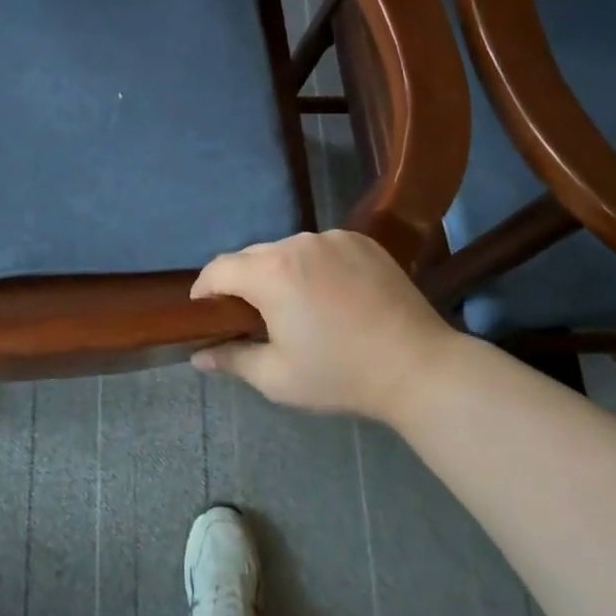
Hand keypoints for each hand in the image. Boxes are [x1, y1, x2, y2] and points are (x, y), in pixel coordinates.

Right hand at [189, 231, 458, 421]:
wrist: (419, 367)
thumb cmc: (341, 375)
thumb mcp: (277, 378)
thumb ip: (232, 359)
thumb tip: (197, 356)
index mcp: (272, 273)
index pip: (219, 269)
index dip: (204, 289)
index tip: (204, 311)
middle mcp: (298, 244)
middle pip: (252, 256)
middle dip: (242, 282)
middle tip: (250, 317)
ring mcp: (333, 238)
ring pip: (287, 250)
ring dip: (280, 272)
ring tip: (294, 305)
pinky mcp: (362, 240)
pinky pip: (321, 248)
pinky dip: (313, 265)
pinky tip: (329, 294)